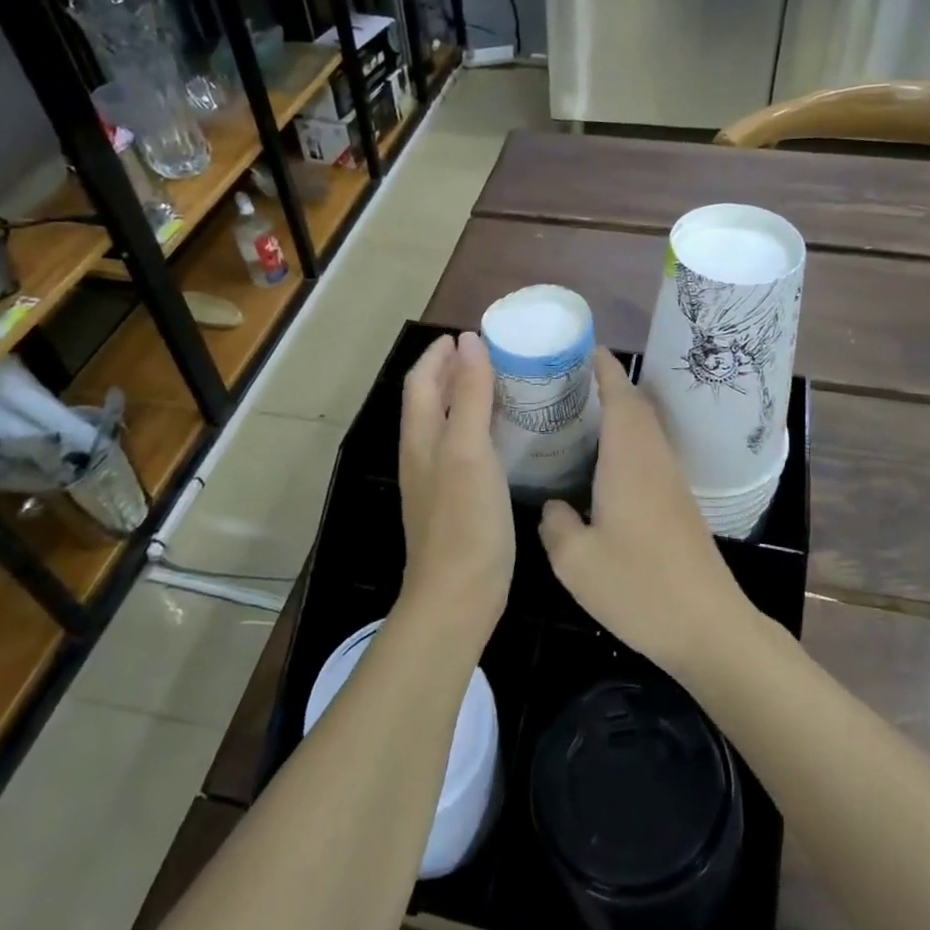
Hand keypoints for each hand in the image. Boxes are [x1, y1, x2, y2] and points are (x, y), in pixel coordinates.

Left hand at [398, 333, 513, 637]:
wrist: (459, 596)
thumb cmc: (465, 520)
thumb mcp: (469, 449)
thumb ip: (469, 394)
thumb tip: (468, 341)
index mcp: (421, 437)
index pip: (421, 380)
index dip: (440, 354)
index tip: (471, 334)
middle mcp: (423, 453)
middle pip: (432, 399)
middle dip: (454, 371)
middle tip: (494, 355)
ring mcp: (438, 479)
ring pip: (448, 424)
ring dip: (468, 398)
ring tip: (505, 384)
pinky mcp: (457, 500)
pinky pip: (465, 449)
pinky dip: (481, 428)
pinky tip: (508, 435)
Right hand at [539, 350, 753, 678]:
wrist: (707, 627)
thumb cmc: (639, 588)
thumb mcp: (576, 560)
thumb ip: (556, 524)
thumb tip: (554, 507)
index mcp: (630, 461)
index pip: (621, 397)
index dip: (605, 369)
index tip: (585, 347)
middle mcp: (654, 461)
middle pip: (637, 407)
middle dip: (609, 384)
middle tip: (569, 379)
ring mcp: (671, 483)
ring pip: (646, 430)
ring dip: (620, 411)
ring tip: (580, 412)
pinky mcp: (678, 505)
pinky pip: (649, 453)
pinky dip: (627, 440)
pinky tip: (603, 463)